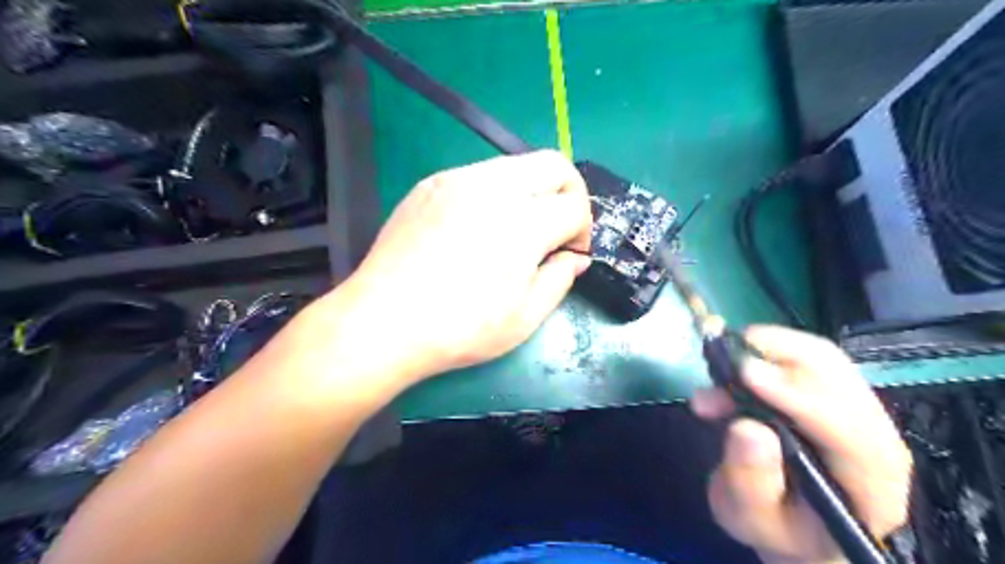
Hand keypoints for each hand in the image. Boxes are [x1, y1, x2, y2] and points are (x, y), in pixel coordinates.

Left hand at [331, 150, 594, 383]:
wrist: (383, 322)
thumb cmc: (459, 329)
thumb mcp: (524, 318)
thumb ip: (560, 279)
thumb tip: (575, 258)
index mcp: (523, 223)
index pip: (575, 205)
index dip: (582, 230)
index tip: (569, 254)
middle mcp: (493, 188)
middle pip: (553, 164)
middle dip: (569, 193)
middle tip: (557, 229)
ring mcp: (457, 179)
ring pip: (516, 165)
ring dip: (532, 192)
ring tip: (516, 231)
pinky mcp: (431, 184)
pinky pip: (480, 174)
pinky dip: (496, 193)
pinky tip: (479, 228)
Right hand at [691, 327, 912, 562]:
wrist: (796, 523)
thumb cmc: (777, 527)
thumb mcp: (753, 519)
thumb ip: (751, 482)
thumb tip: (747, 427)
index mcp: (869, 483)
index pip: (848, 431)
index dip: (798, 397)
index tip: (745, 374)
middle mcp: (873, 436)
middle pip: (838, 377)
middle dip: (778, 356)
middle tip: (722, 356)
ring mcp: (855, 409)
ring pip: (822, 357)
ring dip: (768, 347)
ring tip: (722, 359)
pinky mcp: (831, 392)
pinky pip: (805, 356)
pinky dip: (766, 349)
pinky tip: (734, 364)